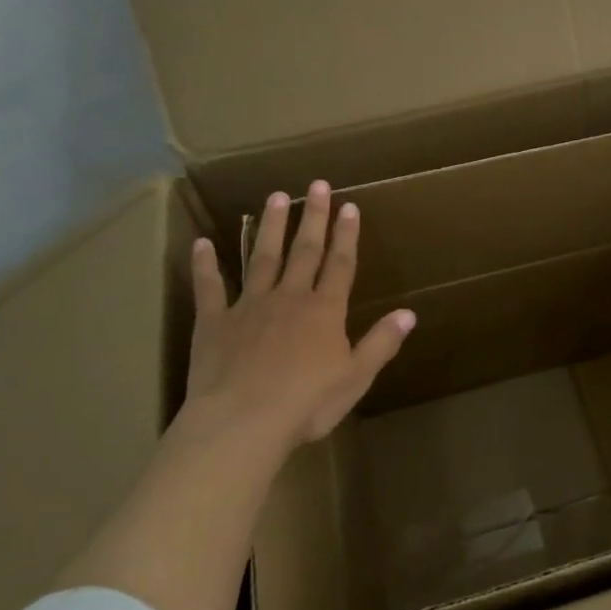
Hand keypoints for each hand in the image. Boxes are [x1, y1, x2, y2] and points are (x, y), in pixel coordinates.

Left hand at [179, 180, 415, 455]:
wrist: (242, 423)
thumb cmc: (306, 404)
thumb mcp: (355, 377)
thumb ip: (381, 342)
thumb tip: (409, 313)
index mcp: (324, 311)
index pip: (340, 264)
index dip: (347, 234)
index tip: (349, 206)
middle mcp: (289, 298)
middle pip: (304, 251)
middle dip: (313, 217)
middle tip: (317, 186)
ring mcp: (249, 307)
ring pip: (262, 258)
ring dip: (271, 227)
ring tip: (275, 196)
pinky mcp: (213, 323)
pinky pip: (209, 288)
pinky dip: (205, 265)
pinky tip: (201, 243)